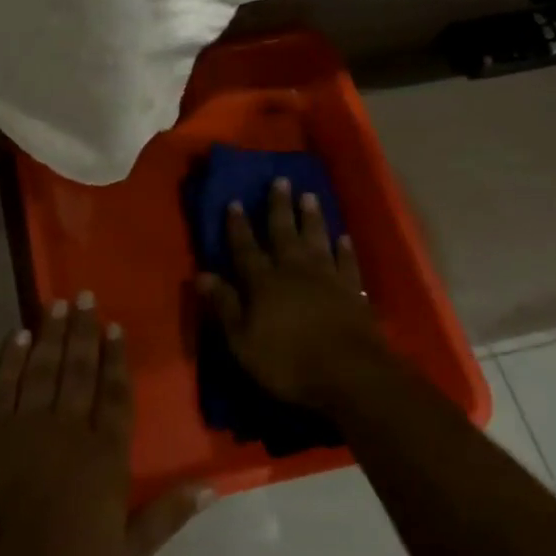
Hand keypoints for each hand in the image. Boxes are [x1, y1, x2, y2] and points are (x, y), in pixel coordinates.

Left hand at [0, 295, 209, 555]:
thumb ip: (167, 516)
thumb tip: (210, 486)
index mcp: (105, 455)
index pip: (115, 395)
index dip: (116, 359)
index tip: (115, 328)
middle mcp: (69, 427)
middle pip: (80, 369)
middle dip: (85, 331)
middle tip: (87, 296)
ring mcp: (27, 423)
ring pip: (45, 367)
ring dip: (53, 333)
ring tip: (59, 303)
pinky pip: (4, 383)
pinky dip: (11, 358)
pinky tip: (19, 336)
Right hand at [197, 177, 389, 408]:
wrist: (351, 375)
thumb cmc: (289, 362)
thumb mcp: (243, 341)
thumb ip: (224, 305)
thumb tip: (201, 275)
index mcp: (263, 282)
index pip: (245, 248)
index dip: (238, 226)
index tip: (235, 201)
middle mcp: (294, 270)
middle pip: (284, 232)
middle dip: (279, 207)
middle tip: (280, 180)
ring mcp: (327, 278)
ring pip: (317, 239)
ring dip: (312, 217)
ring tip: (309, 196)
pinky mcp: (353, 291)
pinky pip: (348, 262)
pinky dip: (345, 249)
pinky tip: (344, 237)